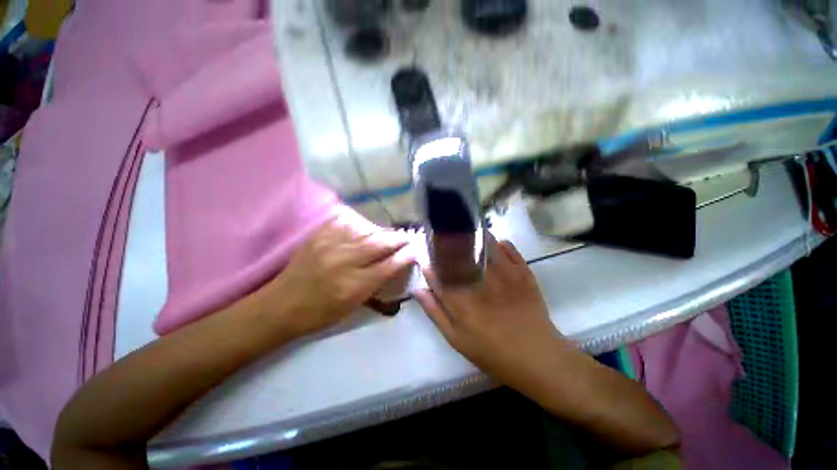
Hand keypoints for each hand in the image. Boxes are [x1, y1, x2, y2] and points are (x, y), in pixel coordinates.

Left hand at [261, 208, 414, 336]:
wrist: (281, 306)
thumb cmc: (320, 313)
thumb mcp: (353, 306)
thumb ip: (376, 283)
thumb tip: (393, 264)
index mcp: (355, 286)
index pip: (390, 265)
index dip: (406, 256)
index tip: (415, 250)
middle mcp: (345, 261)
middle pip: (381, 243)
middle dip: (399, 239)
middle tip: (407, 237)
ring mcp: (329, 245)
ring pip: (366, 229)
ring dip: (381, 231)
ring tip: (387, 235)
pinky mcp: (318, 235)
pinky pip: (346, 222)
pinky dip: (359, 225)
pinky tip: (363, 228)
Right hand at [415, 237, 571, 389]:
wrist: (538, 358)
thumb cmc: (493, 353)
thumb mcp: (457, 339)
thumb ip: (435, 313)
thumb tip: (417, 290)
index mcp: (460, 300)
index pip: (437, 271)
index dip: (428, 259)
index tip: (423, 251)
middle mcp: (478, 282)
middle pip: (457, 253)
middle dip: (446, 242)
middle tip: (442, 236)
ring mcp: (502, 275)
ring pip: (482, 245)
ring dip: (472, 236)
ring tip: (466, 232)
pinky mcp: (522, 273)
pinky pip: (509, 249)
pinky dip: (500, 242)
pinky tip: (494, 242)